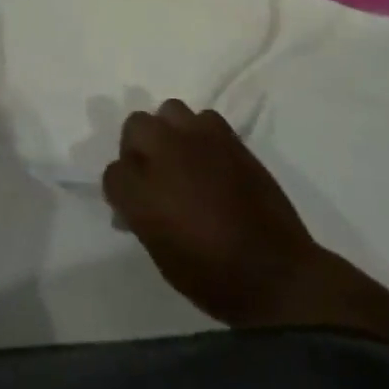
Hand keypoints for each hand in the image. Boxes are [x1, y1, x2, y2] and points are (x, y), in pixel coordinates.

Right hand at [102, 100, 322, 327]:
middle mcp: (165, 156)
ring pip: (169, 111)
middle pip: (135, 126)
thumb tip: (135, 204)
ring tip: (181, 157)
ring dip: (169, 131)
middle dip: (137, 147)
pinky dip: (201, 133)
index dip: (121, 190)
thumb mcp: (161, 254)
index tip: (132, 205)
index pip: (113, 172)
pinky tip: (209, 157)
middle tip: (152, 173)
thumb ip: (141, 217)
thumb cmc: (212, 277)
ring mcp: (199, 141)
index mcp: (142, 193)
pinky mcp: (230, 138)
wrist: (275, 274)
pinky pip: (205, 118)